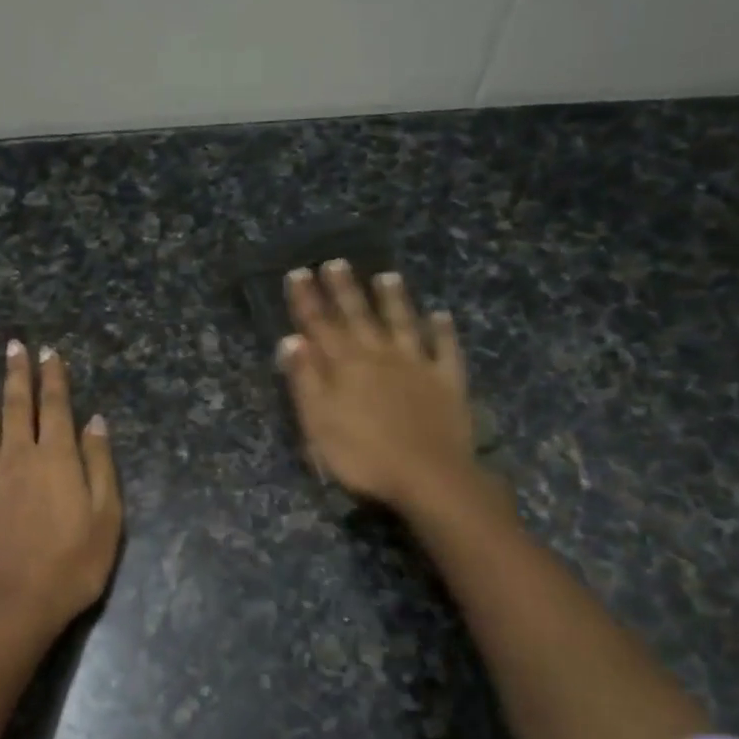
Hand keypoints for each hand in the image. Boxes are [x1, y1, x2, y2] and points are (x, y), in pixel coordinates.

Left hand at [0, 340, 121, 646]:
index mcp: (55, 457)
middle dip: (16, 372)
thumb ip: (100, 465)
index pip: (55, 405)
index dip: (53, 377)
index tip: (48, 352)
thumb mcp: (106, 518)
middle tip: (12, 344)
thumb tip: (95, 422)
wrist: (11, 604)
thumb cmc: (69, 566)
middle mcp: (16, 453)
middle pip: (16, 404)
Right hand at [278, 261, 479, 510]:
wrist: (429, 476)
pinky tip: (440, 316)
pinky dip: (442, 331)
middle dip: (344, 289)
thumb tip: (291, 340)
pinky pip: (445, 349)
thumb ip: (305, 380)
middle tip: (335, 262)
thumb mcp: (318, 423)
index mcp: (345, 366)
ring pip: (402, 323)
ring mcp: (417, 365)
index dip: (307, 299)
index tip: (298, 273)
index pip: (319, 325)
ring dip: (393, 299)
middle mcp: (379, 356)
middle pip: (358, 316)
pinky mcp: (447, 382)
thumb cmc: (363, 456)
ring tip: (387, 276)